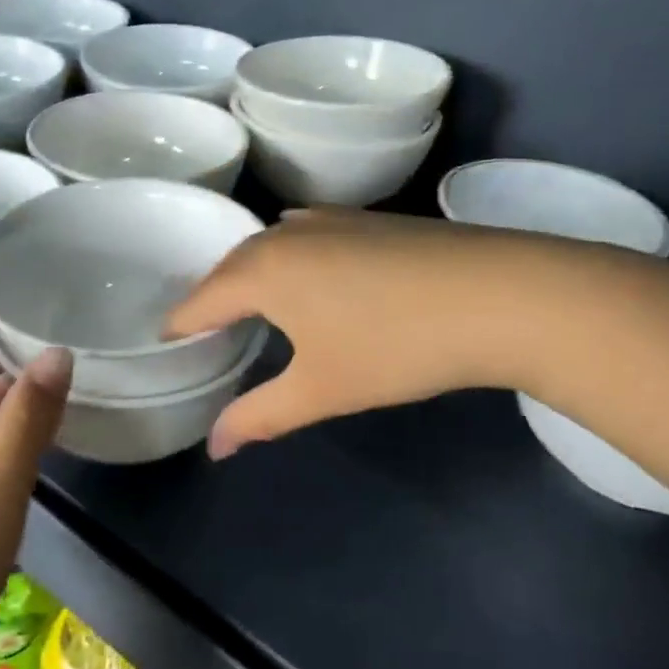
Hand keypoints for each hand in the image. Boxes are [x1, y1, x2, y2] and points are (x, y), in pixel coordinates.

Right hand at [165, 210, 533, 458]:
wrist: (502, 295)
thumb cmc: (396, 346)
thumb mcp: (321, 390)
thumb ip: (258, 417)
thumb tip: (214, 448)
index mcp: (262, 270)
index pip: (200, 300)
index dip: (179, 327)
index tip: (166, 348)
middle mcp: (286, 233)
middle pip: (229, 266)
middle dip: (211, 299)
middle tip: (203, 333)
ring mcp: (330, 219)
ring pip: (269, 246)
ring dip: (250, 275)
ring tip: (249, 307)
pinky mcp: (368, 219)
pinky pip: (304, 237)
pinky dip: (288, 261)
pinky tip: (309, 281)